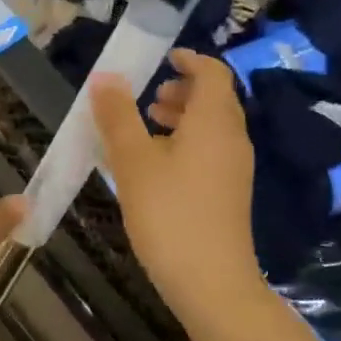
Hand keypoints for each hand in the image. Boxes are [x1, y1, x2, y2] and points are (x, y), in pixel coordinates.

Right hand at [91, 51, 259, 317]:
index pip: (213, 73)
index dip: (190, 60)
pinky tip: (155, 166)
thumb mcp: (133, 161)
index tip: (164, 57)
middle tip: (148, 97)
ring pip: (212, 128)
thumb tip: (106, 77)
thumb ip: (118, 116)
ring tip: (147, 126)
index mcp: (214, 122)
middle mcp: (232, 139)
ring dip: (182, 118)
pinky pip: (210, 151)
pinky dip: (186, 143)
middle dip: (182, 90)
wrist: (210, 282)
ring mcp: (235, 169)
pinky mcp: (229, 194)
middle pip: (215, 100)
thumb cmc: (169, 213)